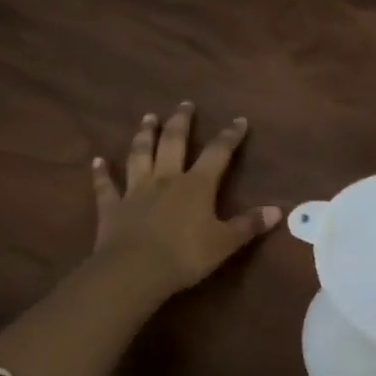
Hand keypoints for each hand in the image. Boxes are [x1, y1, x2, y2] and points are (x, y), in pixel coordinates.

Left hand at [89, 104, 280, 300]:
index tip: (239, 120)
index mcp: (196, 185)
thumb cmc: (185, 256)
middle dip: (181, 122)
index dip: (229, 136)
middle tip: (185, 104)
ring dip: (144, 135)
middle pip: (174, 143)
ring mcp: (136, 191)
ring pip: (140, 155)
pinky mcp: (112, 207)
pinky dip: (100, 173)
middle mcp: (166, 179)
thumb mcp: (225, 243)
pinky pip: (105, 186)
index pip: (217, 153)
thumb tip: (278, 210)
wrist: (134, 271)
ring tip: (148, 117)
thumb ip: (249, 225)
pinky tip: (96, 161)